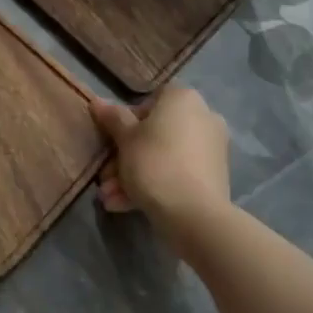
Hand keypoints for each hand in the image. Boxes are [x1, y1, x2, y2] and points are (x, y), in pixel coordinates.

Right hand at [91, 86, 231, 236]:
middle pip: (156, 134)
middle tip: (105, 178)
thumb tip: (97, 102)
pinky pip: (178, 173)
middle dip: (126, 157)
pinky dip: (155, 185)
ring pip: (165, 157)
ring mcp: (212, 148)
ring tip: (110, 199)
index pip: (149, 101)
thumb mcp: (125, 139)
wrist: (194, 214)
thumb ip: (112, 118)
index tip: (113, 142)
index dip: (126, 122)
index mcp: (183, 99)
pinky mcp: (214, 176)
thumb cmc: (155, 163)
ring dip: (135, 176)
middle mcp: (203, 117)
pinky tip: (126, 206)